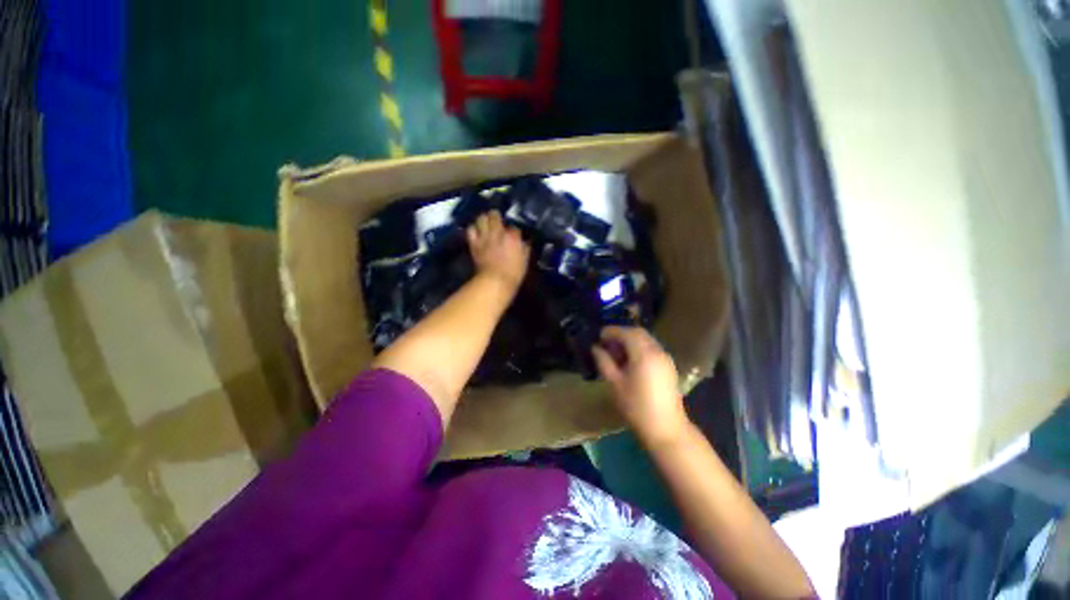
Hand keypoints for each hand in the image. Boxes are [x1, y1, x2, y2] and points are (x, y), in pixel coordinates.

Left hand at [467, 211, 529, 290]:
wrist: (495, 282)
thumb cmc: (513, 274)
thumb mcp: (525, 261)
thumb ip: (525, 249)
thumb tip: (525, 243)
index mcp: (513, 237)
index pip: (514, 226)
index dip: (513, 231)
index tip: (513, 235)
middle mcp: (498, 233)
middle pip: (495, 215)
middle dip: (496, 217)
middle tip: (497, 221)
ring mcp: (484, 237)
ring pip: (481, 218)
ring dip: (484, 220)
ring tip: (485, 223)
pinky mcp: (474, 243)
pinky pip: (470, 230)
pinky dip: (473, 229)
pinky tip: (476, 232)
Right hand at [591, 326, 689, 445]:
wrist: (666, 428)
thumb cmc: (636, 406)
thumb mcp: (615, 383)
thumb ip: (604, 362)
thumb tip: (596, 348)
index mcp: (643, 354)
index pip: (626, 333)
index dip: (611, 331)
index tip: (599, 336)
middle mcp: (657, 351)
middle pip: (638, 332)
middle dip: (621, 333)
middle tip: (606, 343)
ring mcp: (665, 358)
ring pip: (646, 339)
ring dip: (630, 340)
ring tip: (616, 353)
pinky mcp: (669, 366)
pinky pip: (652, 348)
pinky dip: (639, 347)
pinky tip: (630, 361)